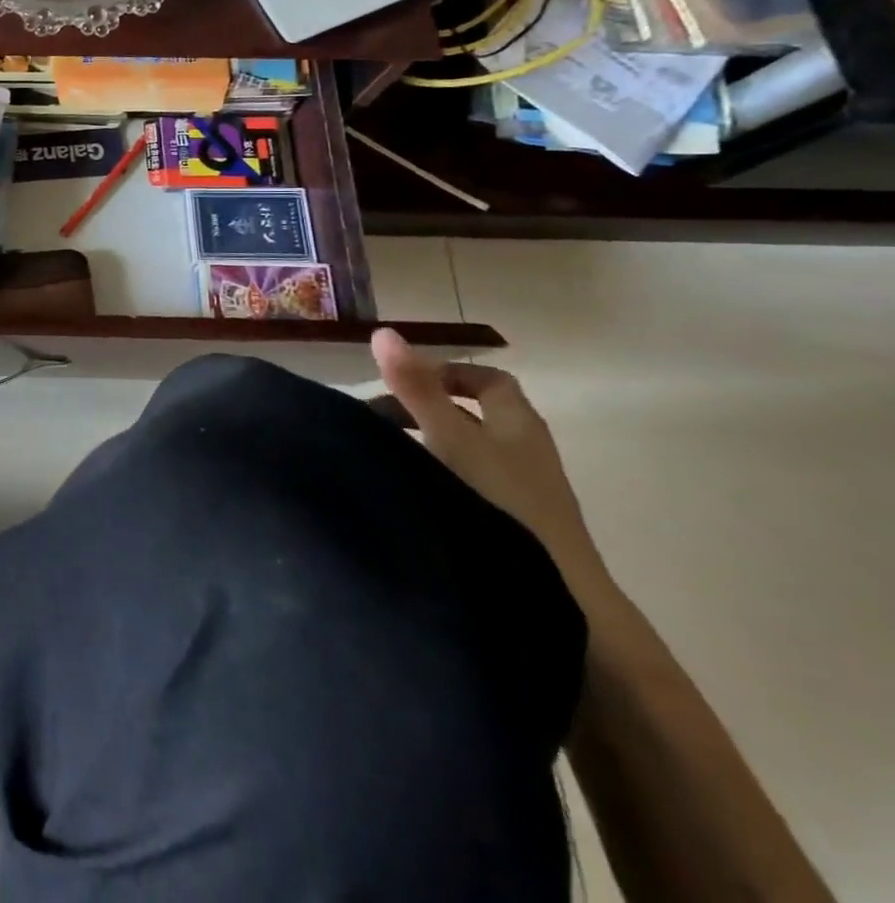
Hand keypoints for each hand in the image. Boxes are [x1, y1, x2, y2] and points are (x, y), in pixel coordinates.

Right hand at [371, 329, 612, 606]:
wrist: (559, 603)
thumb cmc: (502, 505)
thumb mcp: (450, 438)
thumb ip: (416, 388)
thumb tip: (384, 332)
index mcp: (518, 425)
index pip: (489, 381)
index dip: (447, 373)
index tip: (401, 381)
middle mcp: (526, 454)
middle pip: (474, 416)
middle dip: (423, 409)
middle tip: (376, 420)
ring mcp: (524, 495)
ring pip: (468, 452)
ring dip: (426, 444)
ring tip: (384, 455)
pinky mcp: (514, 529)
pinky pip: (467, 484)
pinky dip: (435, 476)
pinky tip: (409, 492)